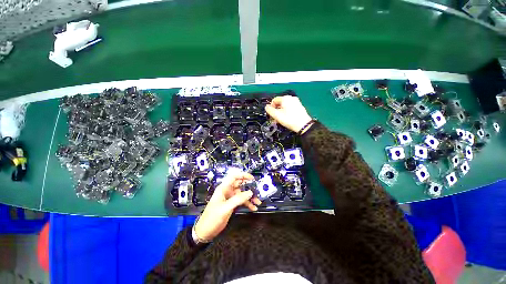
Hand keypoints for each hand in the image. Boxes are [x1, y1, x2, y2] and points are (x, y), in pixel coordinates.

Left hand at [194, 172, 260, 240]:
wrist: (205, 231)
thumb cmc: (212, 218)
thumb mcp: (225, 208)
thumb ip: (238, 199)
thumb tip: (250, 192)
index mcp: (223, 188)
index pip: (234, 177)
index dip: (243, 175)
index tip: (252, 178)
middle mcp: (227, 191)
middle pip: (240, 185)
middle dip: (249, 187)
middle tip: (257, 190)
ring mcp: (230, 198)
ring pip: (242, 194)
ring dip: (250, 197)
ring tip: (258, 201)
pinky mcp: (232, 204)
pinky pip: (241, 201)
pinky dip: (248, 203)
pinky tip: (253, 207)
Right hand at [265, 96, 312, 132]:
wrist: (303, 125)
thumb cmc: (289, 119)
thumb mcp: (277, 115)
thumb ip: (270, 110)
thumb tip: (266, 107)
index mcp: (285, 98)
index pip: (274, 100)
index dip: (271, 107)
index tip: (271, 115)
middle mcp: (291, 98)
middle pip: (280, 103)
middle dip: (276, 110)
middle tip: (275, 118)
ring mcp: (296, 102)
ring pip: (285, 106)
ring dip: (281, 112)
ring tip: (280, 119)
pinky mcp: (299, 107)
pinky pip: (290, 107)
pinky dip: (287, 112)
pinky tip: (287, 118)